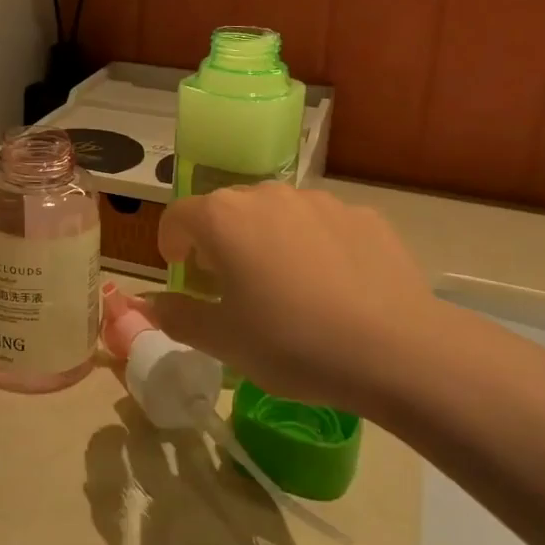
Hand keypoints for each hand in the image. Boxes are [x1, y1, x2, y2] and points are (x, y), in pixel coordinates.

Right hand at [134, 185, 447, 415]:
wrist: (396, 349)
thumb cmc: (292, 343)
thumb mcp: (224, 341)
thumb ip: (178, 317)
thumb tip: (148, 307)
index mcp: (224, 218)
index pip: (178, 216)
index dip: (171, 244)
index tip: (183, 273)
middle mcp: (267, 195)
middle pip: (227, 210)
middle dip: (218, 242)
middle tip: (230, 286)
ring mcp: (319, 201)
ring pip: (276, 214)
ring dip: (266, 240)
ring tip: (286, 287)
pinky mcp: (362, 215)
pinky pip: (321, 225)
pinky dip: (313, 246)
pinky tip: (333, 287)